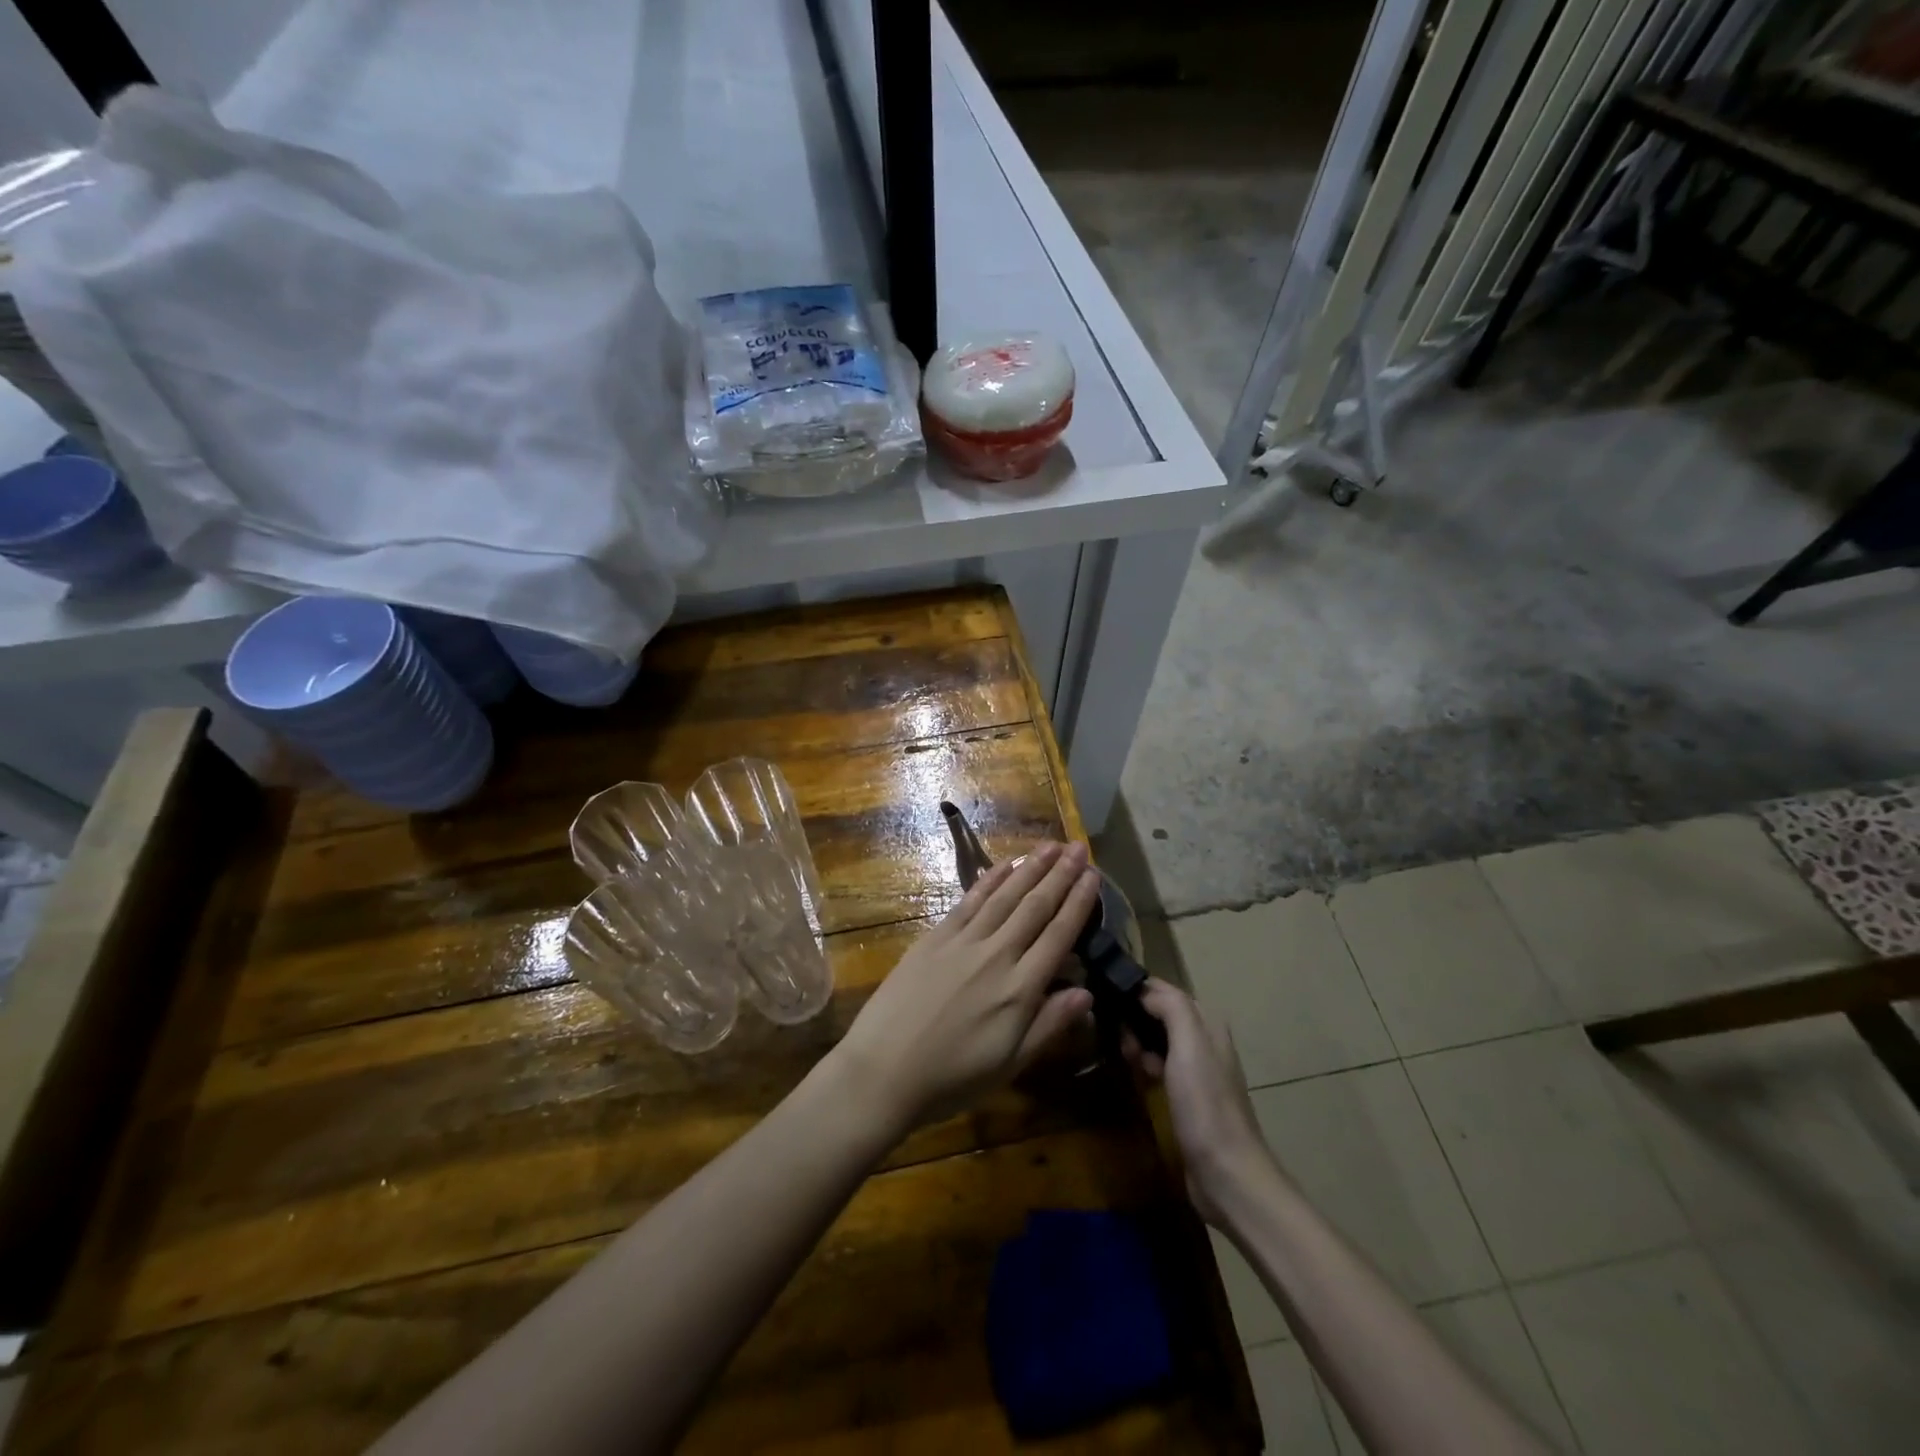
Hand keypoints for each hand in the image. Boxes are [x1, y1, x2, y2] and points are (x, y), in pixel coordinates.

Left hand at [831, 841, 1099, 1135]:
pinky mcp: (935, 937)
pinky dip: (989, 879)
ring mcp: (963, 942)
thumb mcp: (1010, 1064)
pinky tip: (1004, 864)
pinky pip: (969, 901)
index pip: (1059, 935)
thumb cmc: (952, 1077)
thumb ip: (1049, 1025)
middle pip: (1035, 906)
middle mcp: (996, 955)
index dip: (1079, 903)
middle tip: (1080, 847)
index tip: (1094, 876)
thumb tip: (1087, 992)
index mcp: (1020, 989)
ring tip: (1050, 845)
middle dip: (1060, 874)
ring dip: (1030, 868)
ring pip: (1005, 896)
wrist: (884, 1070)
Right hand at [1123, 979, 1273, 1225]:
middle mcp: (1204, 1041)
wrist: (1227, 1174)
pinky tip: (1135, 1075)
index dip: (1136, 988)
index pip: (1165, 990)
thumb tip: (1143, 989)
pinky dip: (1144, 1064)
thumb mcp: (1190, 1045)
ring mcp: (1197, 1071)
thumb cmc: (1206, 1105)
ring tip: (1123, 1056)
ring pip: (1157, 1039)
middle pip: (1160, 1013)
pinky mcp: (1187, 1097)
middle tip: (1114, 1033)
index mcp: (1208, 1023)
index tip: (1104, 993)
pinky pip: (1158, 1066)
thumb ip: (1171, 1007)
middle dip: (1134, 1017)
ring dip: (1137, 1042)